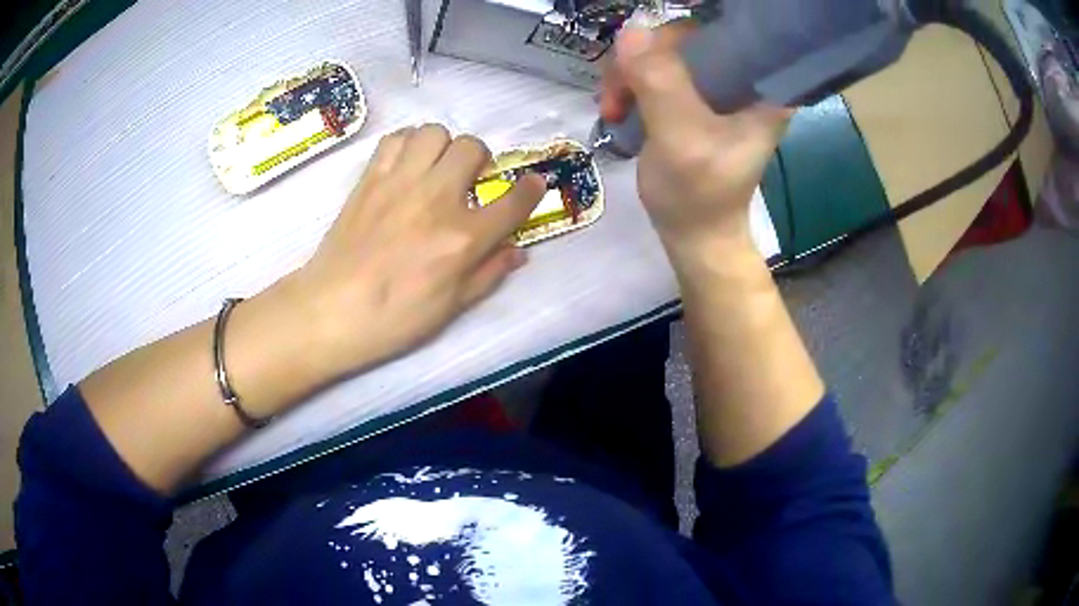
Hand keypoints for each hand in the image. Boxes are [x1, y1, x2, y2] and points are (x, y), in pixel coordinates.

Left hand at [286, 125, 544, 377]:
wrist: (331, 310)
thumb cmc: (394, 318)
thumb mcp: (452, 308)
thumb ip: (489, 274)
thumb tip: (518, 251)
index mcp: (463, 238)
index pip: (513, 201)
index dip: (531, 189)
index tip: (533, 184)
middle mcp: (436, 198)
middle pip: (472, 148)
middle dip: (480, 161)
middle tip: (469, 181)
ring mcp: (400, 182)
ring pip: (435, 132)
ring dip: (443, 147)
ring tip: (436, 168)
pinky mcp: (370, 178)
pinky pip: (396, 138)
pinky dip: (408, 144)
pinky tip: (406, 166)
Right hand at [600, 24, 789, 262]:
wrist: (694, 235)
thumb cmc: (698, 196)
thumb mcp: (681, 139)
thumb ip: (660, 84)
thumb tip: (631, 29)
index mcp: (763, 86)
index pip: (724, 29)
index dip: (679, 33)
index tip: (645, 58)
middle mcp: (746, 79)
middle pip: (689, 37)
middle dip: (644, 57)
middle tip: (618, 93)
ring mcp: (720, 88)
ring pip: (666, 52)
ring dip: (630, 73)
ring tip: (613, 108)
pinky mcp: (697, 98)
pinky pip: (658, 70)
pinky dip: (631, 83)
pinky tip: (618, 107)